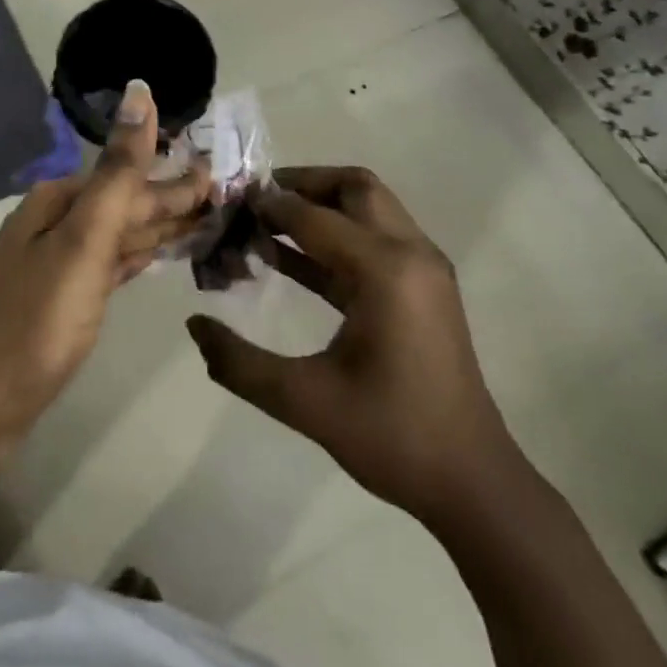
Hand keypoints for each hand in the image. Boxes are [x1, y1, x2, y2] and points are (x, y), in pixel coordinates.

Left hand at [0, 81, 209, 460]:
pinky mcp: (64, 303)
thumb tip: (138, 91)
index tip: (226, 172)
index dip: (177, 178)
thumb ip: (118, 171)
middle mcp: (57, 225)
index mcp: (60, 203)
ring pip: (121, 236)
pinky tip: (158, 255)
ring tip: (209, 221)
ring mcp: (59, 266)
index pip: (130, 179)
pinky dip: (139, 258)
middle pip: (126, 205)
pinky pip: (112, 267)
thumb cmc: (35, 318)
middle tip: (229, 195)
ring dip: (162, 228)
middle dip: (174, 200)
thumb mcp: (83, 239)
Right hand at [185, 166, 522, 523]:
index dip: (269, 207)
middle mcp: (411, 254)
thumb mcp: (304, 401)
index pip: (315, 217)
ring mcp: (423, 270)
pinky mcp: (422, 289)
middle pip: (355, 188)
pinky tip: (288, 260)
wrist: (472, 482)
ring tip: (263, 225)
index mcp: (386, 270)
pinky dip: (333, 239)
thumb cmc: (392, 437)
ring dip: (318, 208)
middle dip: (302, 185)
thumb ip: (240, 363)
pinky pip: (373, 242)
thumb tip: (194, 325)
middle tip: (254, 201)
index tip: (229, 203)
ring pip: (368, 210)